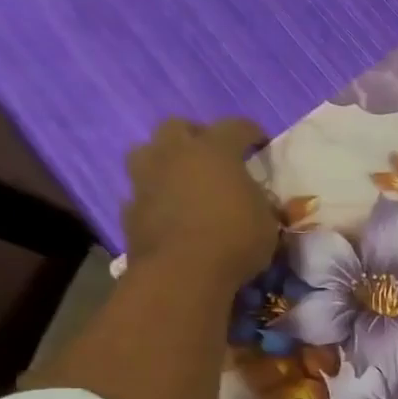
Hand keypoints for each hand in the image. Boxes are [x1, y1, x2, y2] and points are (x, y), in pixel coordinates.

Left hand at [122, 118, 274, 289]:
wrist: (183, 272)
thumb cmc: (235, 240)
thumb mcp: (268, 222)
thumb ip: (259, 202)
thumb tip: (254, 198)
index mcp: (215, 151)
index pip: (236, 127)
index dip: (251, 133)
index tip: (261, 144)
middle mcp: (175, 153)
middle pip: (179, 126)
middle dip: (197, 136)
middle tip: (213, 157)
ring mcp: (146, 178)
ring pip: (149, 151)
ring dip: (166, 160)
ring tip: (183, 179)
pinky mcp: (130, 206)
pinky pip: (142, 191)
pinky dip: (156, 196)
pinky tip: (170, 212)